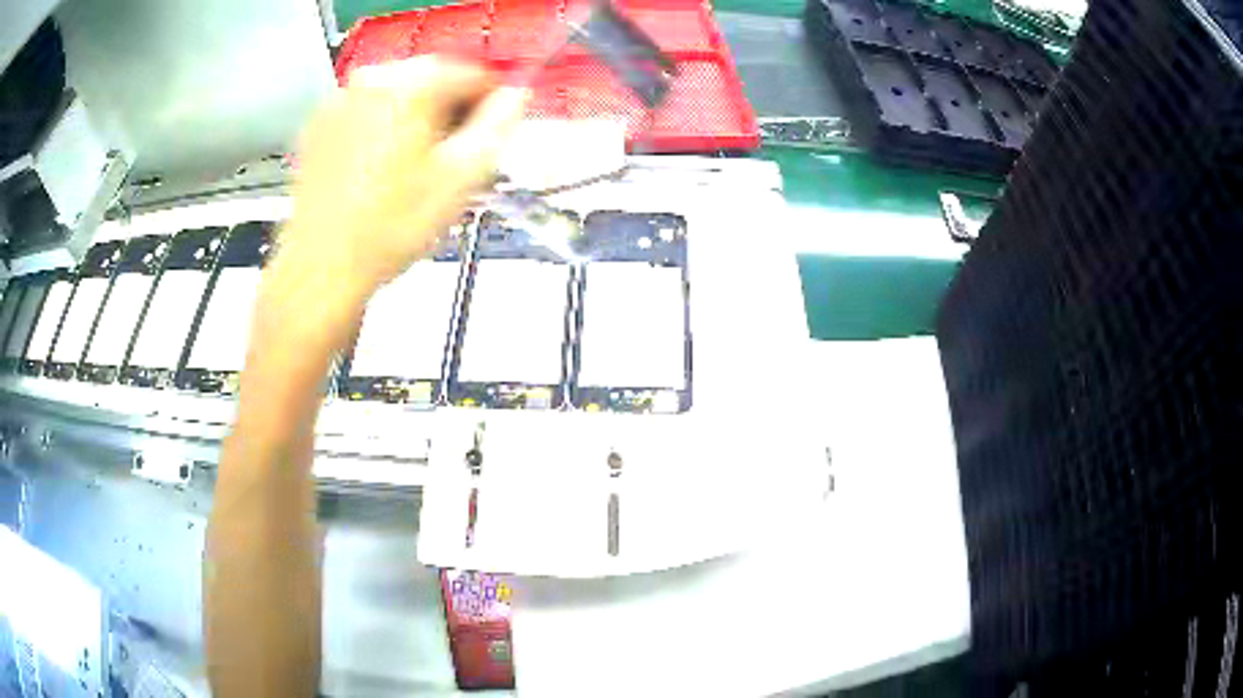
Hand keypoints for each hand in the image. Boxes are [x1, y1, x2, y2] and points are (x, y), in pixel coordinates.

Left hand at [274, 56, 527, 305]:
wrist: (322, 268)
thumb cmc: (394, 226)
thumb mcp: (462, 178)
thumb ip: (499, 125)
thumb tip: (516, 94)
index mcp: (412, 84)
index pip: (474, 73)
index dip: (489, 108)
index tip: (484, 145)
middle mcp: (373, 77)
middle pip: (433, 79)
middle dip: (449, 113)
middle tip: (447, 162)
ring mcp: (340, 98)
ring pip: (399, 95)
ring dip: (416, 120)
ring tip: (410, 170)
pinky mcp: (319, 124)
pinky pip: (367, 112)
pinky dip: (382, 129)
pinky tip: (377, 170)